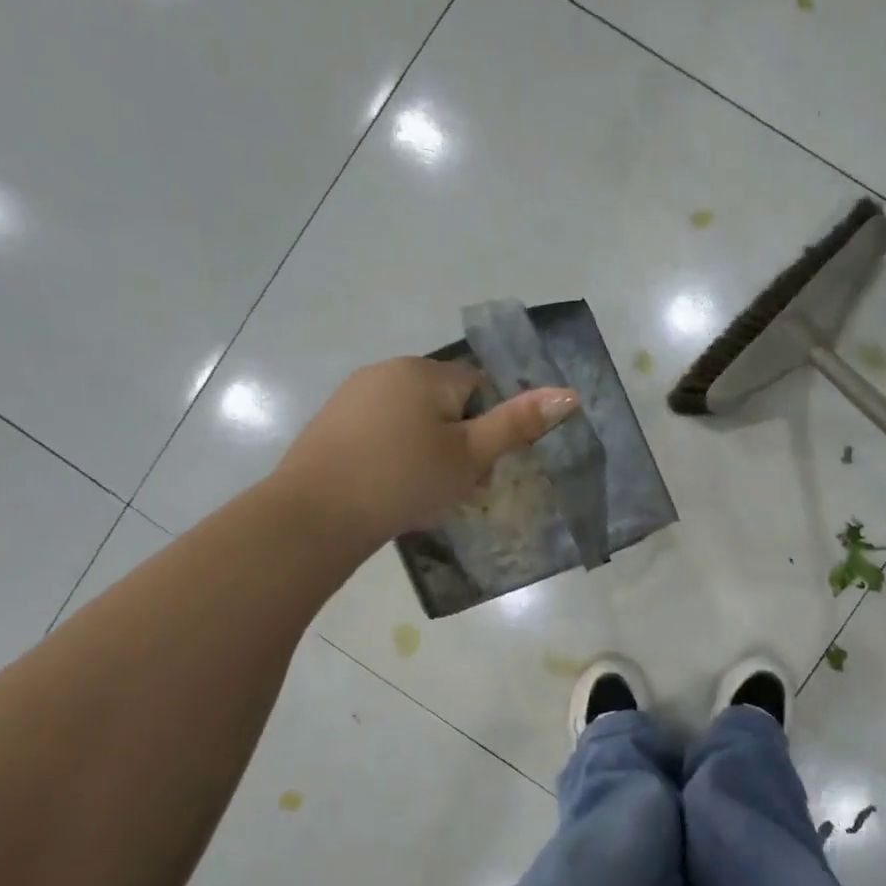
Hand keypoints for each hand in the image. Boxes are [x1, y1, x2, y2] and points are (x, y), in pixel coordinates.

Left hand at [273, 357, 577, 547]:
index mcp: (425, 372)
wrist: (315, 515)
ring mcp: (354, 394)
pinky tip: (387, 488)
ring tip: (421, 494)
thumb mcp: (470, 457)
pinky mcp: (331, 421)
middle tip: (454, 489)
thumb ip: (517, 424)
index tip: (479, 470)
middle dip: (457, 443)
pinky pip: (380, 431)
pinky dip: (393, 455)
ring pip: (412, 419)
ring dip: (427, 451)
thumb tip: (569, 393)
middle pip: (445, 404)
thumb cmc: (404, 481)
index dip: (487, 430)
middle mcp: (388, 370)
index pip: (479, 389)